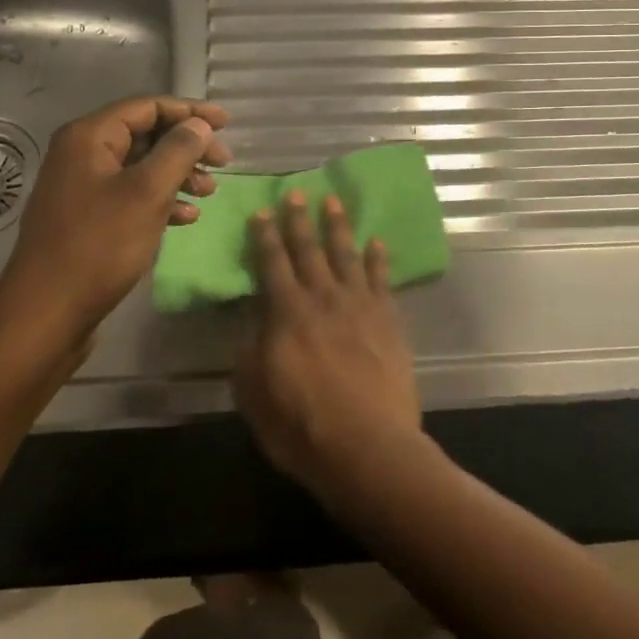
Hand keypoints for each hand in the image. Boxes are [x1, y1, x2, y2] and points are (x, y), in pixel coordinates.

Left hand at [0, 96, 229, 342]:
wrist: (47, 313)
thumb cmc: (99, 245)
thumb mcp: (147, 193)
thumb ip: (178, 151)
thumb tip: (199, 125)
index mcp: (90, 137)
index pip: (148, 107)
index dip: (190, 111)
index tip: (227, 124)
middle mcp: (82, 154)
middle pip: (145, 135)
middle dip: (187, 146)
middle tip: (224, 163)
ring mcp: (82, 187)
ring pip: (141, 167)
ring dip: (178, 174)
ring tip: (209, 192)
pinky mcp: (87, 218)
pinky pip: (131, 195)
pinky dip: (160, 200)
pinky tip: (186, 218)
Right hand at [234, 191, 422, 496]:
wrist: (368, 446)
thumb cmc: (301, 426)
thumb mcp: (254, 394)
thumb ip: (249, 355)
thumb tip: (250, 329)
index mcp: (287, 314)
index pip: (272, 264)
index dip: (265, 237)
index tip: (262, 212)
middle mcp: (323, 299)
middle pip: (309, 250)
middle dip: (300, 220)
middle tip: (296, 192)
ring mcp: (360, 306)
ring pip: (346, 255)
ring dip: (338, 228)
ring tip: (334, 202)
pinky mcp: (389, 320)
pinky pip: (382, 280)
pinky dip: (378, 259)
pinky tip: (377, 242)